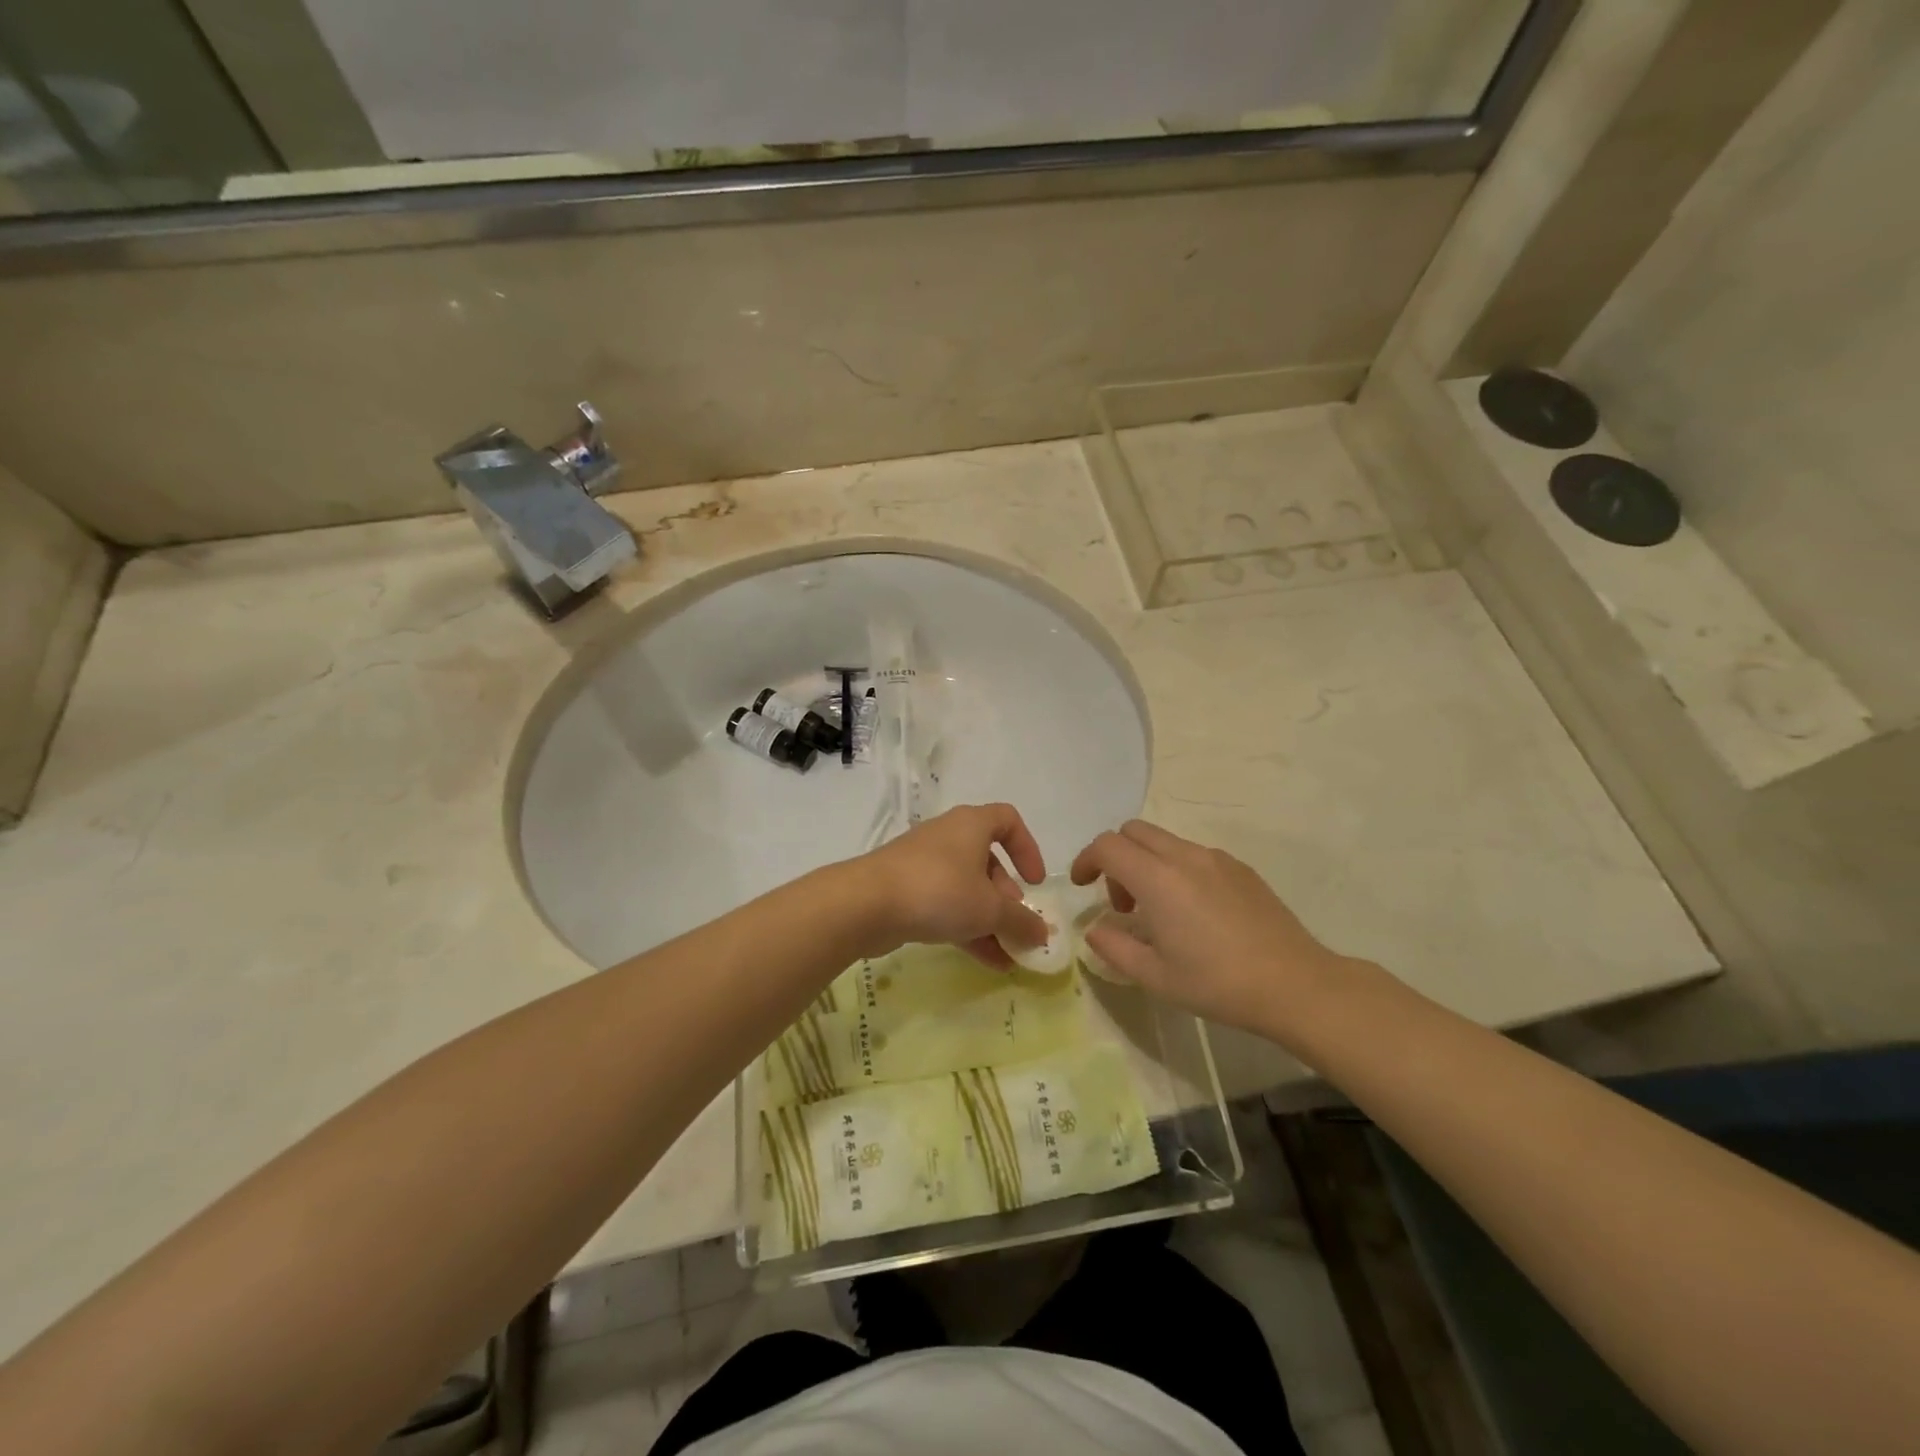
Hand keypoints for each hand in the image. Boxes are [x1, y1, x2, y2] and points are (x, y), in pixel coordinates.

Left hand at [857, 803, 1048, 967]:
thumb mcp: (989, 909)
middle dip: (1006, 896)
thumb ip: (1021, 920)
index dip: (1027, 848)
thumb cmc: (939, 891)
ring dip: (988, 919)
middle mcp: (947, 837)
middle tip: (1016, 925)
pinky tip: (985, 961)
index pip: (1007, 820)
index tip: (1035, 882)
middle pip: (987, 860)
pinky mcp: (905, 890)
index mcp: (971, 825)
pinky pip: (944, 905)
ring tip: (1007, 954)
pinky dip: (966, 927)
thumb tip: (1043, 932)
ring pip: (965, 887)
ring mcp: (923, 864)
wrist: (866, 904)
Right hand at [1070, 819, 1357, 1040]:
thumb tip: (1095, 929)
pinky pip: (1194, 854)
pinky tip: (1194, 913)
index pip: (1107, 845)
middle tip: (1121, 901)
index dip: (1086, 860)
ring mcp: (1216, 859)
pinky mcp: (1240, 868)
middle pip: (1133, 831)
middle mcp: (1184, 857)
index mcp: (1157, 879)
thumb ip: (1114, 948)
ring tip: (1158, 911)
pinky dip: (1176, 869)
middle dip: (1115, 857)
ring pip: (1165, 841)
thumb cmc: (1217, 983)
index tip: (1082, 886)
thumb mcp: (1154, 976)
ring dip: (1146, 863)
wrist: (1295, 984)